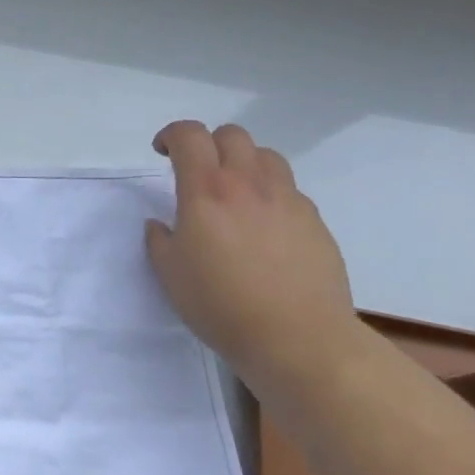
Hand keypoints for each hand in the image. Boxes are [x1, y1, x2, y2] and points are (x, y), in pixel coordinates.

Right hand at [144, 120, 356, 387]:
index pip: (189, 135)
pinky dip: (272, 195)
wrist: (299, 340)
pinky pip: (290, 191)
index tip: (163, 152)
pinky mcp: (315, 222)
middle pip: (231, 135)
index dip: (172, 135)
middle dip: (209, 144)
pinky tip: (267, 228)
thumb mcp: (170, 275)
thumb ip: (159, 241)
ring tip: (237, 193)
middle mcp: (248, 183)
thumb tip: (160, 225)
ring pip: (266, 156)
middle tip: (199, 171)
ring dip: (245, 163)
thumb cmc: (222, 306)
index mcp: (206, 190)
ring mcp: (287, 200)